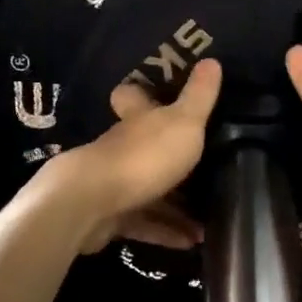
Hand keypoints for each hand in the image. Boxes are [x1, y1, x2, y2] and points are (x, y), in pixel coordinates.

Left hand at [42, 59, 223, 253]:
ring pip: (148, 190)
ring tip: (208, 220)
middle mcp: (122, 148)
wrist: (89, 205)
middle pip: (144, 148)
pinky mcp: (110, 218)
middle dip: (170, 159)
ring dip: (177, 207)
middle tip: (204, 169)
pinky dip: (167, 232)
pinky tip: (191, 242)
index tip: (157, 95)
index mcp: (137, 121)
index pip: (133, 98)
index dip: (142, 94)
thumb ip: (199, 96)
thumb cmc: (142, 157)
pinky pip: (144, 223)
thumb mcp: (183, 123)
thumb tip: (212, 60)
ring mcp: (113, 184)